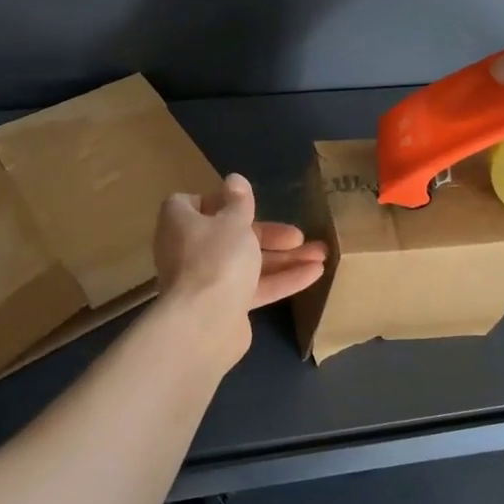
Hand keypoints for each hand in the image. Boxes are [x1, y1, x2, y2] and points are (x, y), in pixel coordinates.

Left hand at [152, 173, 327, 371]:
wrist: (205, 324)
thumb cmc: (217, 258)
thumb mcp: (234, 222)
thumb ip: (239, 202)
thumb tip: (234, 179)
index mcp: (181, 223)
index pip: (192, 204)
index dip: (219, 201)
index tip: (245, 203)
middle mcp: (189, 250)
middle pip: (230, 234)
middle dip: (269, 234)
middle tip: (298, 235)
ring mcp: (206, 280)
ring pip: (247, 263)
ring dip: (284, 258)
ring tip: (322, 254)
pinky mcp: (224, 306)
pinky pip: (254, 287)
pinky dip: (281, 280)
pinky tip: (315, 274)